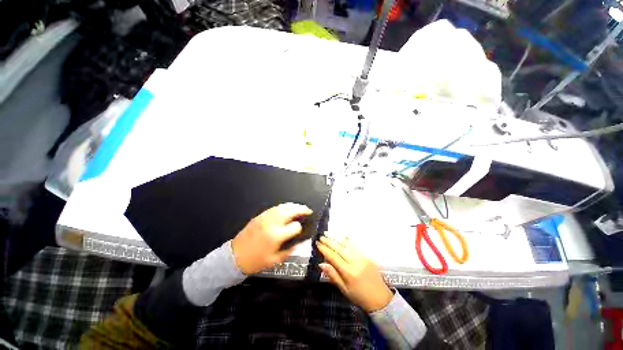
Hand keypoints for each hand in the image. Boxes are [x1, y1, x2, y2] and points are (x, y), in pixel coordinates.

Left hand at [232, 203, 311, 274]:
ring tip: (299, 207)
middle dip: (301, 209)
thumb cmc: (255, 261)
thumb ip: (289, 251)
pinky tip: (286, 208)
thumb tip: (299, 243)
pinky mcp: (259, 216)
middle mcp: (272, 223)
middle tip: (308, 210)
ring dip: (293, 206)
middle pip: (290, 211)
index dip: (300, 228)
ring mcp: (265, 218)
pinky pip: (274, 208)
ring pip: (282, 207)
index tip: (300, 230)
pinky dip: (283, 207)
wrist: (234, 257)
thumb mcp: (274, 261)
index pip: (294, 226)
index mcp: (276, 236)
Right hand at [317, 235, 392, 312]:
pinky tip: (340, 236)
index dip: (324, 249)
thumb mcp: (344, 290)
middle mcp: (355, 262)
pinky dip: (346, 239)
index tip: (317, 244)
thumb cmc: (359, 297)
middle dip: (329, 241)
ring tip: (328, 233)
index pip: (333, 257)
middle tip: (321, 237)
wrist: (381, 299)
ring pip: (346, 244)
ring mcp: (362, 257)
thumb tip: (321, 264)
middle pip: (339, 248)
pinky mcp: (367, 255)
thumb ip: (333, 275)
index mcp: (349, 272)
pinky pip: (354, 245)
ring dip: (336, 238)